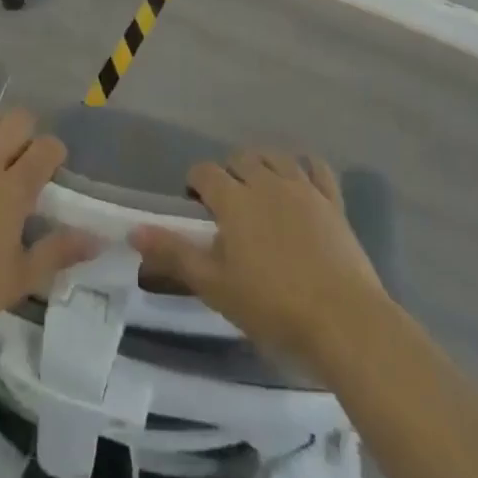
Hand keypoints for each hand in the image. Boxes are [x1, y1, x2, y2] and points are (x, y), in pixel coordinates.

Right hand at [131, 151, 388, 373]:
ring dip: (262, 165)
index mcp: (234, 199)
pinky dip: (306, 167)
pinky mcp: (332, 201)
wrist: (343, 320)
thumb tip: (134, 231)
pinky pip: (317, 168)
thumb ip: (174, 254)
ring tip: (259, 189)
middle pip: (240, 158)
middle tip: (227, 205)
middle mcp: (266, 181)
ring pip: (276, 157)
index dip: (195, 183)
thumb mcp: (215, 286)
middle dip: (228, 173)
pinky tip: (301, 180)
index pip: (205, 172)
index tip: (195, 206)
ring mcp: (302, 188)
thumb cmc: (272, 306)